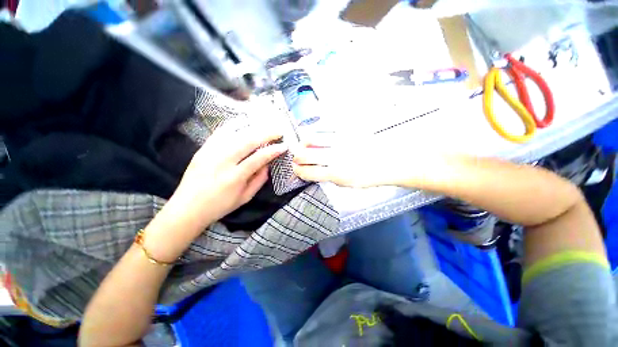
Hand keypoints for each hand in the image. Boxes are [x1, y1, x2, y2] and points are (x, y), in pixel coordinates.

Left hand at [167, 125, 286, 230]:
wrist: (187, 208)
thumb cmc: (219, 206)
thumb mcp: (245, 198)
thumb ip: (259, 180)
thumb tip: (268, 165)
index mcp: (235, 177)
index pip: (259, 158)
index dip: (273, 150)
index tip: (283, 146)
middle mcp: (222, 161)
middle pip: (248, 141)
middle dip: (266, 134)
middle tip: (278, 131)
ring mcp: (210, 153)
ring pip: (235, 133)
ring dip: (253, 127)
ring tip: (265, 126)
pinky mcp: (202, 149)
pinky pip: (220, 132)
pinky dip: (233, 125)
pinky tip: (243, 122)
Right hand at [292, 134, 407, 187]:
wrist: (390, 161)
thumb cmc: (369, 176)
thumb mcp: (348, 184)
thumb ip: (329, 177)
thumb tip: (314, 171)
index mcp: (337, 174)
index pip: (308, 172)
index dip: (298, 171)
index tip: (296, 169)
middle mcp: (336, 157)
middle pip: (304, 154)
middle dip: (296, 157)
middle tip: (298, 157)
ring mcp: (340, 141)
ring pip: (311, 138)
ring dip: (303, 142)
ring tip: (305, 144)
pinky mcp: (347, 129)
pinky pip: (324, 126)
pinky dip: (316, 131)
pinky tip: (318, 134)